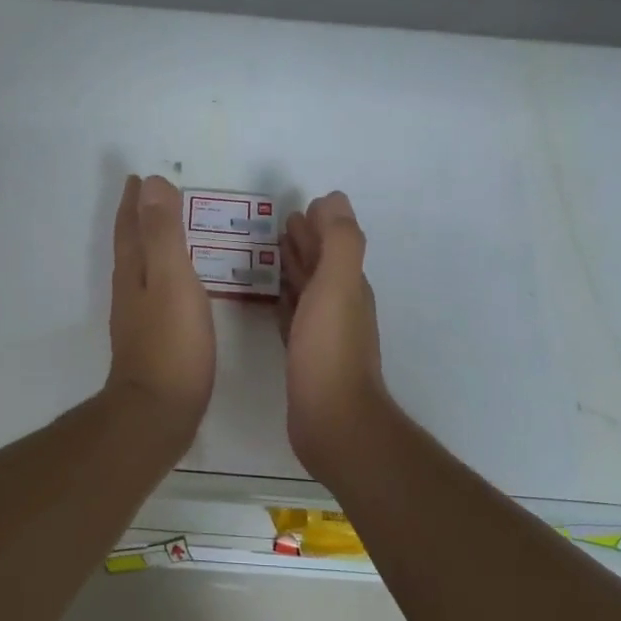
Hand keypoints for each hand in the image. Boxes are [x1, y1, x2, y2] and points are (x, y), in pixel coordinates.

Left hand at [105, 174, 215, 443]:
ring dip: (147, 244)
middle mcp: (130, 290)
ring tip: (162, 231)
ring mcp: (138, 317)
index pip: (131, 226)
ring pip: (140, 268)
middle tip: (146, 196)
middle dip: (137, 219)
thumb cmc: (171, 343)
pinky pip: (154, 291)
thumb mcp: (171, 278)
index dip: (135, 201)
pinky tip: (173, 286)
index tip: (137, 177)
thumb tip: (151, 181)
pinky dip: (161, 274)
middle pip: (130, 245)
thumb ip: (163, 232)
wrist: (158, 411)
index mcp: (134, 271)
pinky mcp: (152, 340)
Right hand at [279, 191, 389, 468]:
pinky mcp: (304, 357)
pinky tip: (274, 300)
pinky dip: (286, 302)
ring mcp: (323, 334)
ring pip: (307, 290)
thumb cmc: (330, 349)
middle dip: (305, 243)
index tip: (298, 207)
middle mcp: (339, 305)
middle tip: (280, 224)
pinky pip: (294, 318)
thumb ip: (340, 241)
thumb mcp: (338, 286)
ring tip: (272, 253)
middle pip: (321, 265)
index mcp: (348, 285)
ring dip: (294, 269)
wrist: (332, 419)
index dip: (318, 225)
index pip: (333, 245)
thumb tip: (334, 200)